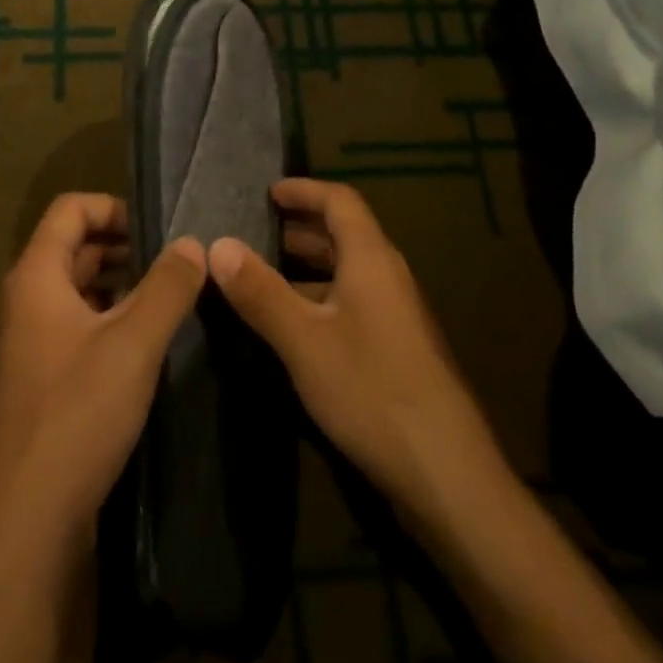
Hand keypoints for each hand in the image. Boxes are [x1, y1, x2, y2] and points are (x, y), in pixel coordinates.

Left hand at [0, 194, 207, 552]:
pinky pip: (78, 325)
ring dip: (120, 282)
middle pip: (73, 246)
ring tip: (170, 293)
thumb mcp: (133, 344)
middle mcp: (26, 300)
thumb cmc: (77, 414)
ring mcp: (32, 342)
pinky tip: (147, 338)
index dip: (114, 206)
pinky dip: (110, 316)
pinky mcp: (43, 378)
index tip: (160, 226)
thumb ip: (167, 287)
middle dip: (123, 244)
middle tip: (176, 259)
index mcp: (36, 276)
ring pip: (78, 288)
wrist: (27, 519)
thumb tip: (193, 243)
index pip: (70, 209)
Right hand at [207, 179, 498, 530]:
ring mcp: (396, 315)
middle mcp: (388, 277)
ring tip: (265, 271)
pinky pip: (353, 301)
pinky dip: (320, 295)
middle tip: (257, 228)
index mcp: (371, 260)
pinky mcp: (397, 349)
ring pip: (349, 271)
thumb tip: (218, 244)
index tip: (268, 192)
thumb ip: (260, 291)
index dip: (305, 190)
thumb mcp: (303, 340)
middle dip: (301, 226)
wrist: (445, 472)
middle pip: (346, 234)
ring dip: (309, 263)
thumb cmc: (371, 390)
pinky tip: (294, 323)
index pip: (341, 201)